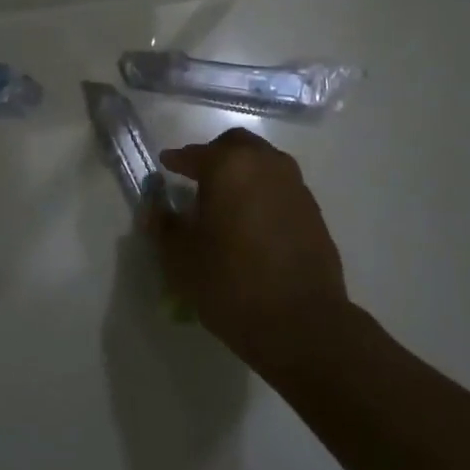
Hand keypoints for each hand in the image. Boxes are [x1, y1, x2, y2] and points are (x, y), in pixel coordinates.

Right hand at [153, 129, 349, 374]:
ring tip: (225, 201)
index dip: (179, 159)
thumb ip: (164, 226)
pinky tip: (251, 222)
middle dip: (215, 156)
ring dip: (243, 174)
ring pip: (264, 165)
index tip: (166, 164)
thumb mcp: (180, 257)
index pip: (198, 153)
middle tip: (197, 176)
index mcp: (230, 167)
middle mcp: (267, 166)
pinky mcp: (314, 213)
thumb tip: (155, 209)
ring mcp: (296, 188)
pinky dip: (263, 195)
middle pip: (238, 147)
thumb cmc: (230, 282)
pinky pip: (281, 190)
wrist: (300, 322)